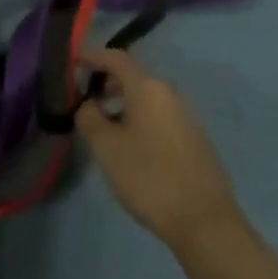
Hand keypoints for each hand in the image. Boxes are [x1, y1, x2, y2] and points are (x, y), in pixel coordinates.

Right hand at [76, 49, 242, 250]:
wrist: (205, 222)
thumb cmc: (149, 177)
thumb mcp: (106, 147)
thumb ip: (89, 116)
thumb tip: (88, 104)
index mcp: (148, 87)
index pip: (115, 58)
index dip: (92, 56)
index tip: (72, 63)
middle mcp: (169, 93)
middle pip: (133, 75)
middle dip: (107, 81)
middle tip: (86, 98)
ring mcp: (186, 115)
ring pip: (147, 97)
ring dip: (123, 102)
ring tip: (105, 125)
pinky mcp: (194, 138)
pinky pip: (160, 115)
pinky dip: (140, 117)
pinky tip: (132, 145)